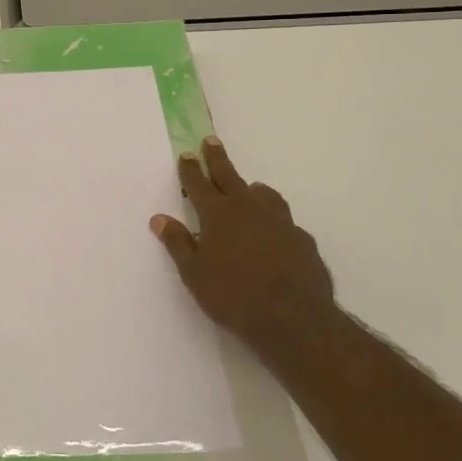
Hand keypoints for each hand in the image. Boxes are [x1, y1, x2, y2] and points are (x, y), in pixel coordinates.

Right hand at [150, 136, 336, 353]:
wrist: (294, 318)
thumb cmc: (233, 295)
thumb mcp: (194, 273)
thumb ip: (177, 243)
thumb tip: (159, 218)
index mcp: (217, 214)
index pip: (199, 184)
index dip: (190, 169)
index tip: (187, 154)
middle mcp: (248, 209)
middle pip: (229, 176)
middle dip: (217, 158)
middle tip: (211, 141)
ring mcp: (279, 221)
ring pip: (263, 194)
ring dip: (252, 188)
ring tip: (249, 188)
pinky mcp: (302, 239)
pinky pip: (284, 220)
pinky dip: (274, 219)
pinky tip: (275, 232)